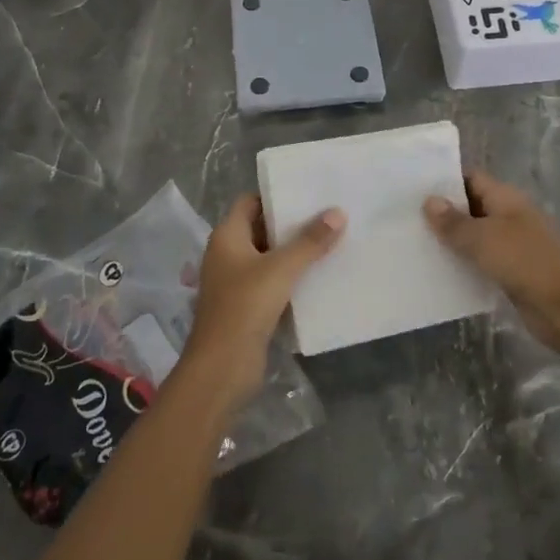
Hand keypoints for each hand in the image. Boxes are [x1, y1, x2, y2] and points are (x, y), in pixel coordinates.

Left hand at [181, 195, 343, 412]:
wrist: (222, 368)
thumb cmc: (245, 306)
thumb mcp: (281, 269)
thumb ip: (310, 241)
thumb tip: (338, 212)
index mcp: (227, 236)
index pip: (250, 201)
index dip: (275, 195)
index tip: (308, 191)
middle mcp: (227, 254)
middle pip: (261, 228)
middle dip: (291, 223)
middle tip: (327, 214)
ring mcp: (235, 281)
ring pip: (269, 257)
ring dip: (294, 252)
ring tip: (331, 240)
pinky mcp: (247, 306)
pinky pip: (272, 282)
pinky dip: (291, 277)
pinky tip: (319, 275)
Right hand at [424, 171, 559, 353]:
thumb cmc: (523, 261)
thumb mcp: (482, 238)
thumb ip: (453, 222)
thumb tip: (429, 200)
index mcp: (506, 198)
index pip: (471, 178)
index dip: (445, 181)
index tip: (414, 188)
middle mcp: (510, 215)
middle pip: (472, 206)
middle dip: (444, 212)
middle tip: (407, 217)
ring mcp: (513, 244)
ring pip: (476, 236)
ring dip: (453, 240)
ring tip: (416, 243)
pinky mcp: (513, 271)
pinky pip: (482, 261)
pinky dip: (464, 263)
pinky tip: (439, 270)